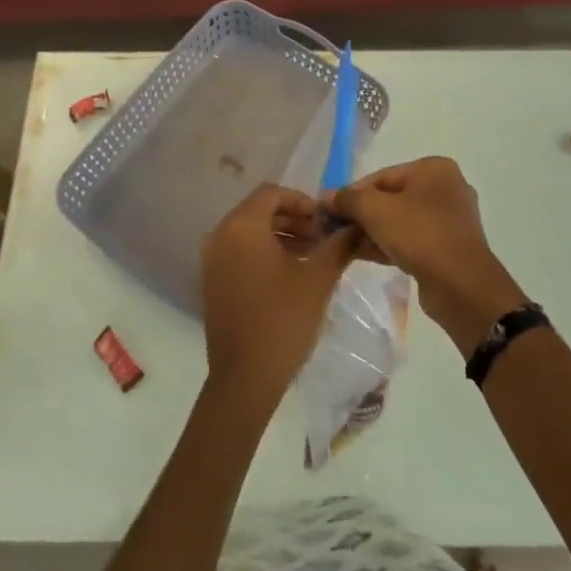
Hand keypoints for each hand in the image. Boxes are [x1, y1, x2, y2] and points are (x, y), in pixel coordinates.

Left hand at [200, 184, 356, 413]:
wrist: (245, 377)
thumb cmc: (283, 319)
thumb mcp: (318, 278)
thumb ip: (339, 245)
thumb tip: (357, 225)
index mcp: (241, 226)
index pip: (272, 192)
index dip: (302, 201)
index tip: (326, 221)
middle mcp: (220, 235)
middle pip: (259, 210)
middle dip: (294, 219)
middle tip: (324, 239)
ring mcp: (212, 260)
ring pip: (250, 232)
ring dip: (282, 236)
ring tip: (313, 256)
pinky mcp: (212, 282)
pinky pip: (240, 252)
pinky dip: (264, 253)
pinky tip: (290, 274)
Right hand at [327, 157, 526, 354]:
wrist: (462, 287)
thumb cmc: (420, 235)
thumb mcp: (376, 211)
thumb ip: (348, 199)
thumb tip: (327, 198)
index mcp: (433, 169)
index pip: (381, 177)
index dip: (351, 193)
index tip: (329, 210)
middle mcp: (445, 188)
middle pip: (390, 198)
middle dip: (361, 214)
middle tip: (334, 229)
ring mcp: (449, 220)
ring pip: (400, 220)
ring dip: (371, 231)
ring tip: (343, 244)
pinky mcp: (448, 247)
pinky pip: (411, 239)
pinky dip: (388, 244)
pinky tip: (362, 255)